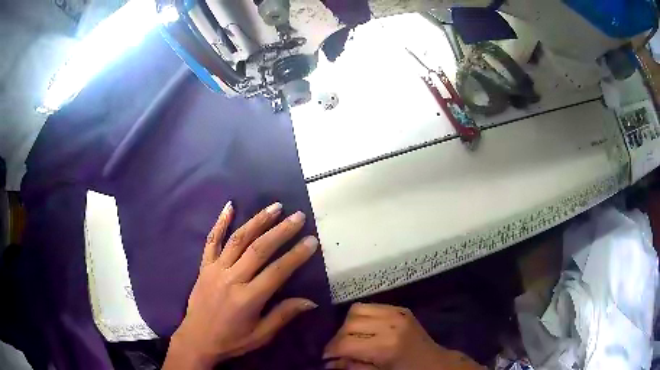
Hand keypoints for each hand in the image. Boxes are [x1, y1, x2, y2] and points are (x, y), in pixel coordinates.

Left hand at [163, 201, 319, 369]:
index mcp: (248, 298)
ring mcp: (215, 270)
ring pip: (238, 240)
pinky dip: (220, 222)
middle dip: (281, 231)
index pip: (277, 271)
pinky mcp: (204, 267)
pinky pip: (211, 241)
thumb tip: (311, 301)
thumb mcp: (261, 335)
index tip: (312, 240)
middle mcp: (232, 279)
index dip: (296, 255)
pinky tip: (230, 206)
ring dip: (257, 221)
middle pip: (259, 249)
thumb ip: (283, 315)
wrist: (197, 339)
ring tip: (275, 207)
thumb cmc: (232, 340)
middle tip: (298, 216)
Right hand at [324, 303, 483, 369]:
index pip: (346, 343)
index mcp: (386, 347)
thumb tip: (329, 362)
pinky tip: (364, 329)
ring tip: (350, 338)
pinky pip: (371, 306)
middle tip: (338, 350)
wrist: (435, 363)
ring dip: (347, 324)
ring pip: (357, 310)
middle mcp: (391, 325)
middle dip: (338, 338)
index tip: (326, 358)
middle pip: (349, 324)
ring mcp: (397, 313)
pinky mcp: (401, 309)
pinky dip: (361, 316)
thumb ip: (353, 367)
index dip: (331, 350)